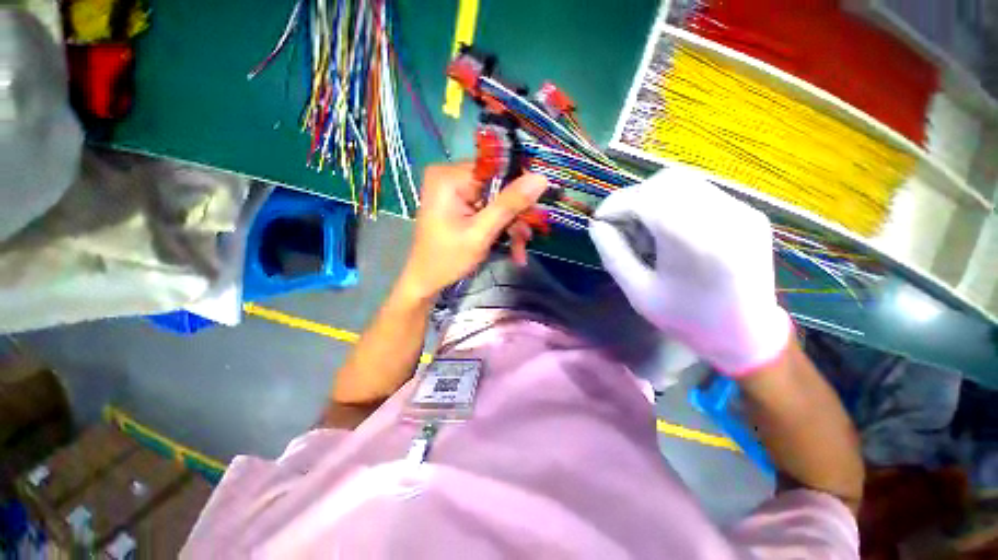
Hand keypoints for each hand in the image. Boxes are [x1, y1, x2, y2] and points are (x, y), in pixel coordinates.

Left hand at [398, 163, 547, 300]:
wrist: (426, 281)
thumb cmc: (447, 259)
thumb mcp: (481, 233)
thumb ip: (509, 205)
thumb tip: (541, 178)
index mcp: (449, 177)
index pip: (497, 169)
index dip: (520, 187)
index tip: (535, 210)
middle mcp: (451, 176)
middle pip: (499, 186)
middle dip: (515, 216)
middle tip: (526, 240)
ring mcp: (456, 190)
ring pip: (497, 200)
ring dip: (511, 226)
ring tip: (519, 251)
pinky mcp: (461, 203)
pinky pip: (489, 209)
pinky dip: (501, 228)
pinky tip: (511, 248)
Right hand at [589, 165, 791, 375]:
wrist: (746, 335)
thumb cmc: (686, 320)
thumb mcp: (638, 292)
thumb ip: (613, 254)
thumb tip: (596, 225)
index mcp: (696, 243)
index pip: (645, 199)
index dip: (615, 205)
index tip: (599, 220)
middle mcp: (725, 217)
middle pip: (665, 181)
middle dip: (634, 198)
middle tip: (624, 226)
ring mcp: (743, 211)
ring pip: (684, 181)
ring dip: (654, 198)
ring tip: (648, 230)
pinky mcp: (750, 213)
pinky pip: (702, 192)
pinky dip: (675, 202)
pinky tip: (671, 230)